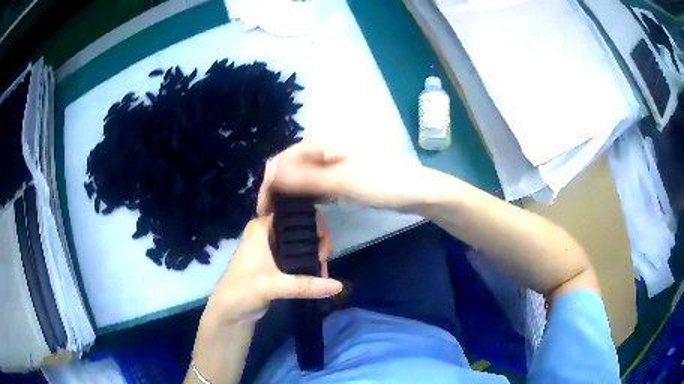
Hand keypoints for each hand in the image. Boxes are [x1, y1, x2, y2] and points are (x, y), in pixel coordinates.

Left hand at [204, 215, 341, 323]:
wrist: (229, 312)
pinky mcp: (275, 263)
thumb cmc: (242, 291)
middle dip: (316, 240)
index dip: (313, 221)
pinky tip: (318, 274)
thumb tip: (338, 286)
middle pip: (300, 227)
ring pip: (300, 242)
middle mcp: (267, 232)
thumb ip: (305, 285)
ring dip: (314, 253)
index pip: (293, 212)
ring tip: (323, 270)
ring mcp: (271, 248)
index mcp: (261, 227)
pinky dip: (308, 262)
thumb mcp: (272, 286)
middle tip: (325, 259)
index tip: (324, 241)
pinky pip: (297, 256)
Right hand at [257, 142, 430, 214]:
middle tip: (272, 216)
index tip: (264, 211)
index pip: (282, 161)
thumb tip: (272, 175)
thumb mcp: (342, 182)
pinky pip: (317, 183)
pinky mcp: (342, 175)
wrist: (417, 191)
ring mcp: (334, 162)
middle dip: (278, 189)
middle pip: (291, 167)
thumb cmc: (382, 184)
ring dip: (292, 193)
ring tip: (284, 215)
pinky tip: (307, 208)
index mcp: (322, 145)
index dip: (269, 184)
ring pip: (303, 176)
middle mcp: (324, 149)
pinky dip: (309, 195)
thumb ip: (306, 178)